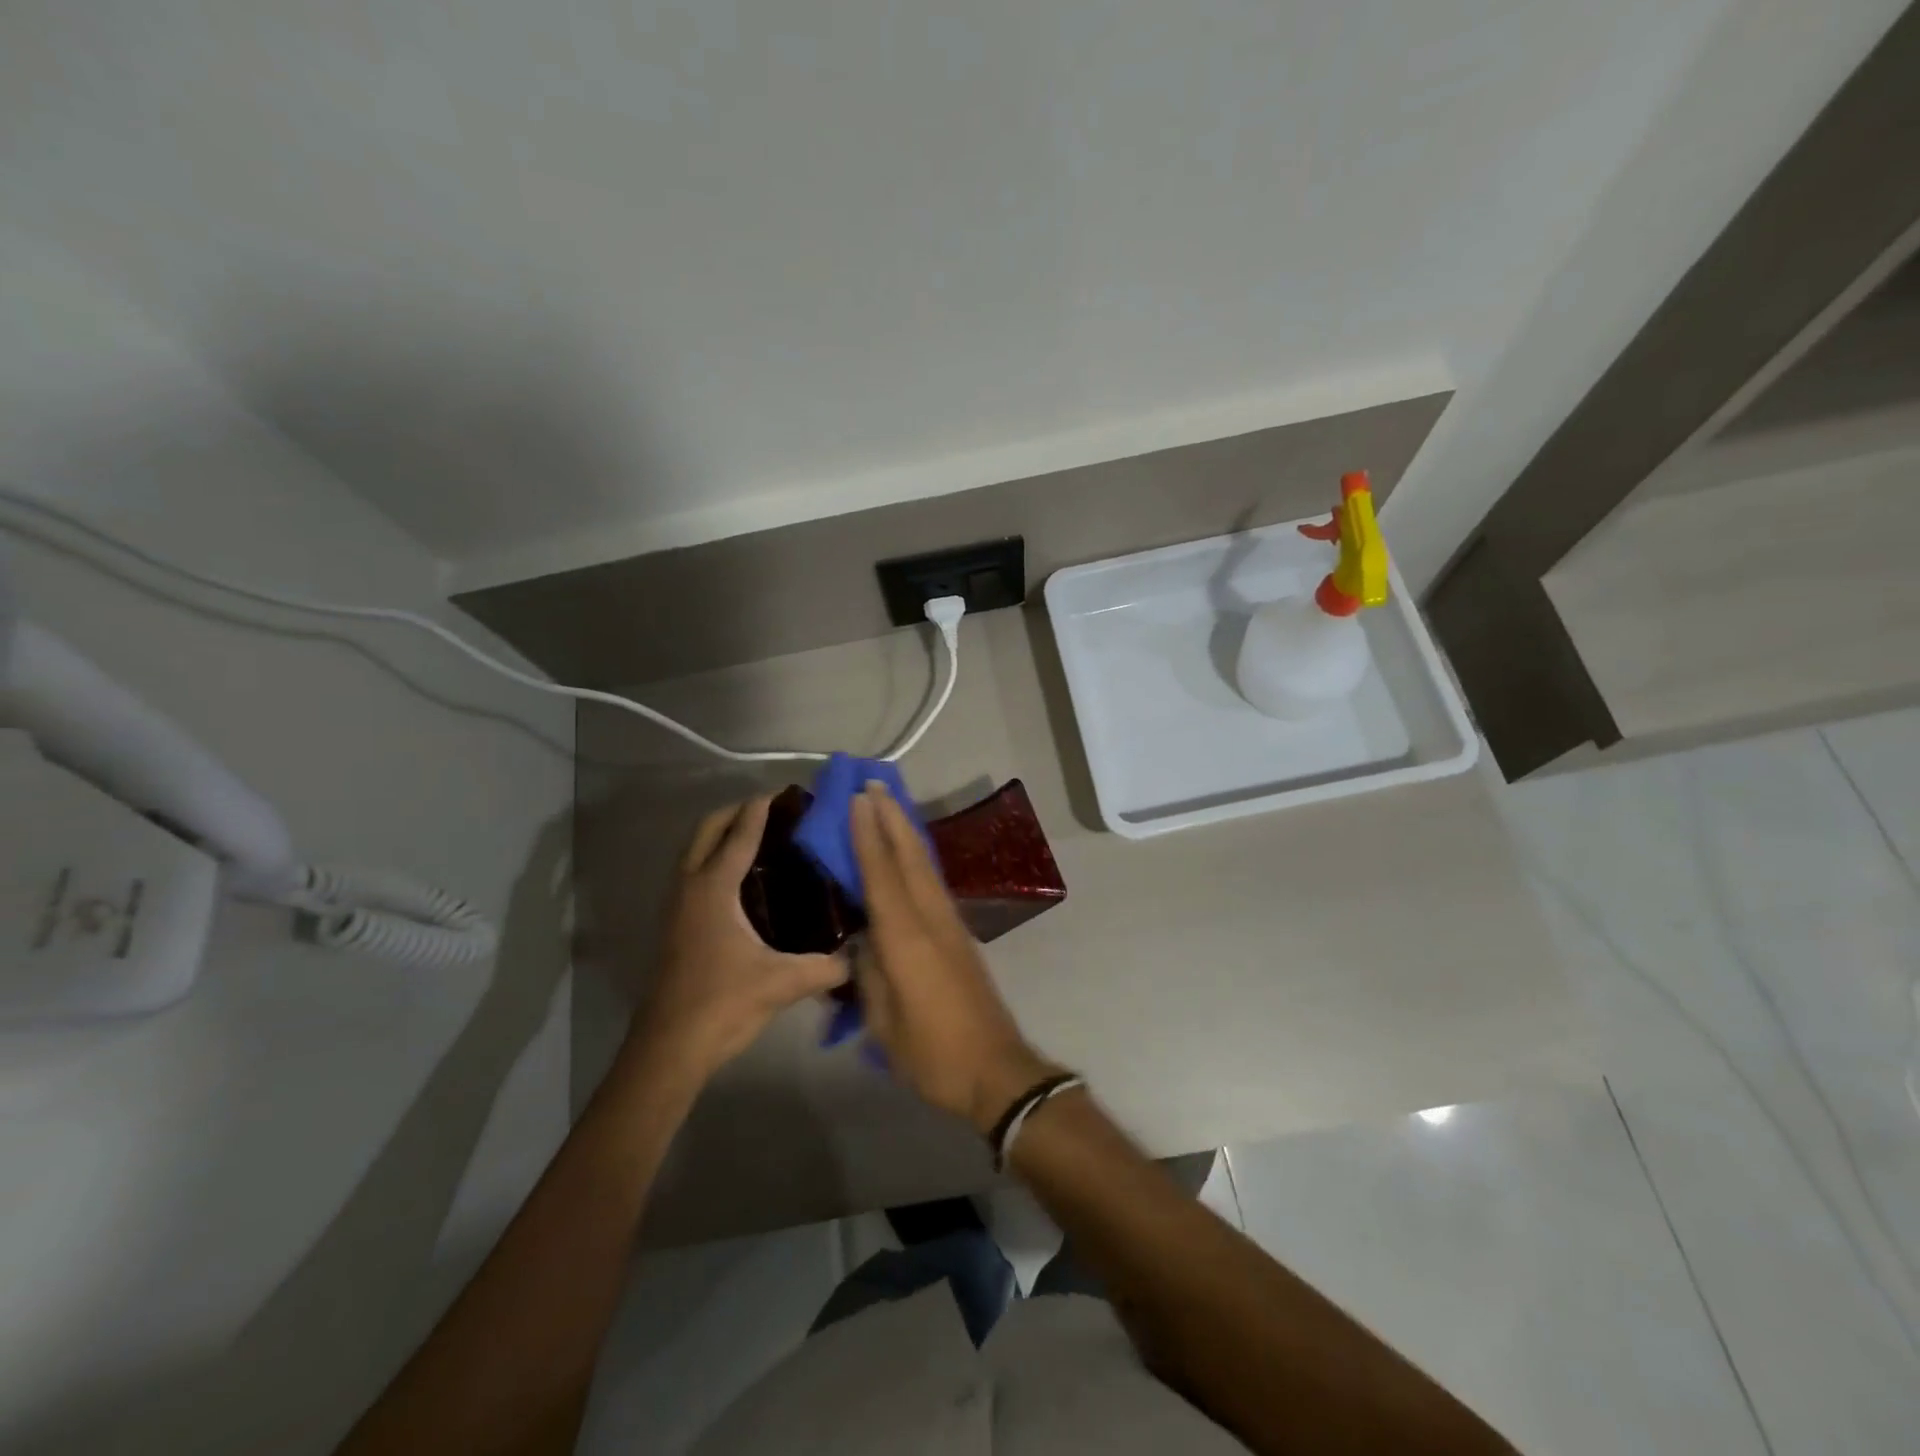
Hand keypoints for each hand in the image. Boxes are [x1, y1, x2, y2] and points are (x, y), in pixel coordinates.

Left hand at [629, 795, 846, 1084]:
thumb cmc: (722, 1003)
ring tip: (762, 837)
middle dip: (737, 811)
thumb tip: (863, 954)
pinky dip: (715, 858)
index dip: (762, 809)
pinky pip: (695, 872)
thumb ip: (827, 966)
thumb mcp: (781, 983)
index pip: (740, 834)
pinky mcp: (676, 924)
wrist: (670, 1047)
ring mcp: (678, 905)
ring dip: (722, 834)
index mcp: (714, 888)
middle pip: (707, 829)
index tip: (786, 792)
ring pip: (695, 850)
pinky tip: (745, 880)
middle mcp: (691, 886)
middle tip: (774, 810)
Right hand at [850, 780, 1059, 1133]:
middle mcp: (931, 920)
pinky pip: (932, 883)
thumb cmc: (931, 1052)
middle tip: (873, 785)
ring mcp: (950, 925)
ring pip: (925, 866)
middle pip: (910, 857)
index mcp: (906, 938)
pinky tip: (908, 855)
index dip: (868, 836)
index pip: (882, 874)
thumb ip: (870, 972)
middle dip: (892, 818)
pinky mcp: (960, 936)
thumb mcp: (884, 1021)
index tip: (858, 800)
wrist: (995, 1070)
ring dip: (906, 832)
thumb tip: (863, 939)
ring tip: (889, 806)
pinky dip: (917, 858)